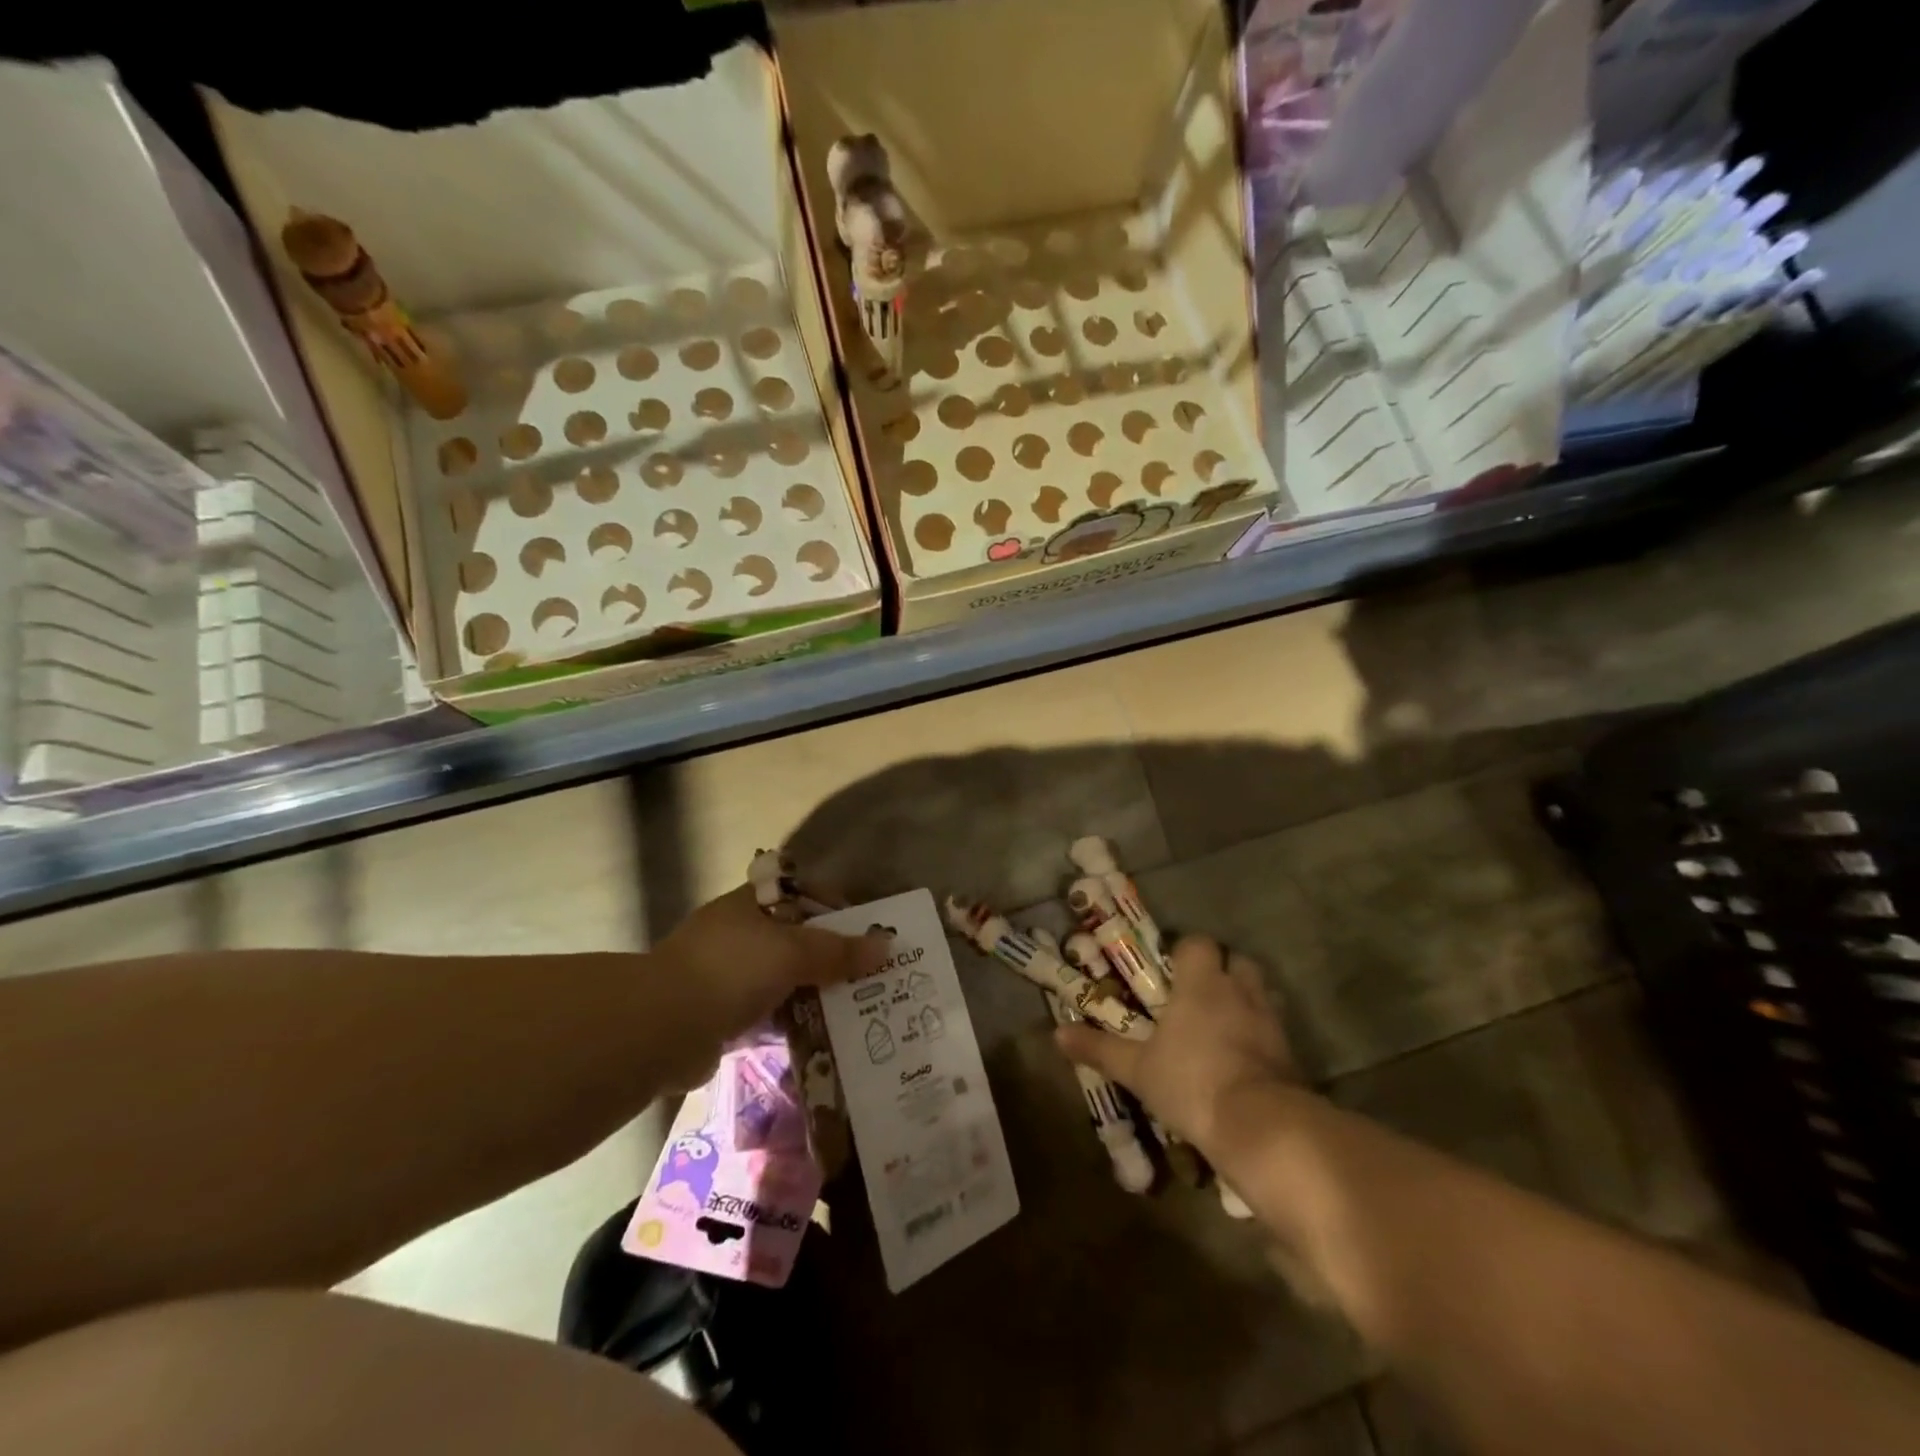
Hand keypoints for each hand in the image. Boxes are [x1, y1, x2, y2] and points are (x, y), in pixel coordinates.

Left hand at [653, 885, 889, 1083]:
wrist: (662, 1030)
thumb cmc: (731, 970)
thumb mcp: (792, 952)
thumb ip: (838, 950)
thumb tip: (886, 946)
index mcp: (748, 905)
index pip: (798, 893)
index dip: (832, 905)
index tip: (863, 928)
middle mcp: (737, 935)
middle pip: (794, 938)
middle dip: (829, 955)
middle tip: (868, 973)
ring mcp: (726, 977)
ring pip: (782, 979)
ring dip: (813, 991)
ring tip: (855, 1006)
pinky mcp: (722, 1017)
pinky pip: (769, 1014)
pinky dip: (793, 1022)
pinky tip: (823, 1033)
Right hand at [1055, 935, 1298, 1152]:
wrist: (1260, 1126)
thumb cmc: (1191, 1082)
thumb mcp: (1137, 1069)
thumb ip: (1100, 1048)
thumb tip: (1057, 1034)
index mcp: (1200, 983)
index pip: (1198, 943)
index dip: (1185, 951)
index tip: (1171, 970)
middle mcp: (1237, 990)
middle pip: (1236, 960)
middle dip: (1221, 970)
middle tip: (1199, 994)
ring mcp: (1269, 1019)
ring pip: (1259, 992)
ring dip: (1244, 999)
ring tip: (1222, 1024)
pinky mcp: (1290, 1051)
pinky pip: (1273, 1028)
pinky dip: (1260, 1035)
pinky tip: (1243, 1058)